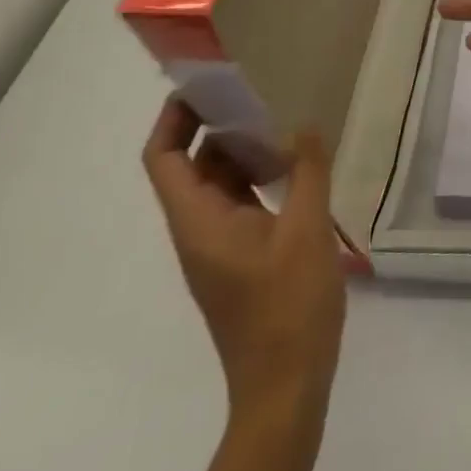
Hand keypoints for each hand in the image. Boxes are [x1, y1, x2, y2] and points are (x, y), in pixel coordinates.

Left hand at [142, 98, 345, 422]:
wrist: (286, 388)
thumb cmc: (288, 308)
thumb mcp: (306, 231)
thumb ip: (308, 172)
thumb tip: (305, 123)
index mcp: (200, 222)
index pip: (163, 160)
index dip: (173, 119)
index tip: (206, 83)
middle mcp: (200, 230)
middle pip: (192, 165)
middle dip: (216, 124)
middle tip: (256, 87)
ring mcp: (220, 246)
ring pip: (219, 183)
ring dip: (242, 149)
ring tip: (281, 115)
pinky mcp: (241, 257)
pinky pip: (240, 202)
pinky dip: (258, 175)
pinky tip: (295, 163)